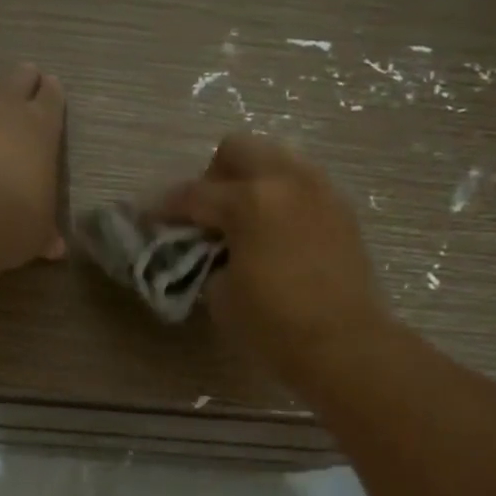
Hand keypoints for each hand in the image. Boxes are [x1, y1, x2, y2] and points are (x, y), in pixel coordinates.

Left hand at [0, 65, 66, 268]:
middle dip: (22, 79)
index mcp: (42, 129)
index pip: (52, 98)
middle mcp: (7, 111)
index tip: (51, 87)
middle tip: (24, 79)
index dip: (52, 94)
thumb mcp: (36, 233)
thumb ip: (45, 234)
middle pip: (17, 78)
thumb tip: (55, 249)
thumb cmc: (13, 219)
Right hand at [157, 136, 386, 380]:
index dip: (166, 206)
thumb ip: (209, 260)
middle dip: (214, 176)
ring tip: (245, 218)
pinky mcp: (341, 209)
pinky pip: (304, 183)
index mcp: (250, 202)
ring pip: (277, 157)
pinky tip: (276, 230)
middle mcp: (286, 182)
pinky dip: (283, 196)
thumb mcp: (222, 295)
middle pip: (238, 150)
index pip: (194, 194)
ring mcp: (320, 190)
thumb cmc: (274, 326)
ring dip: (253, 179)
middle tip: (207, 214)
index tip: (151, 216)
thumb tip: (213, 249)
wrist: (344, 345)